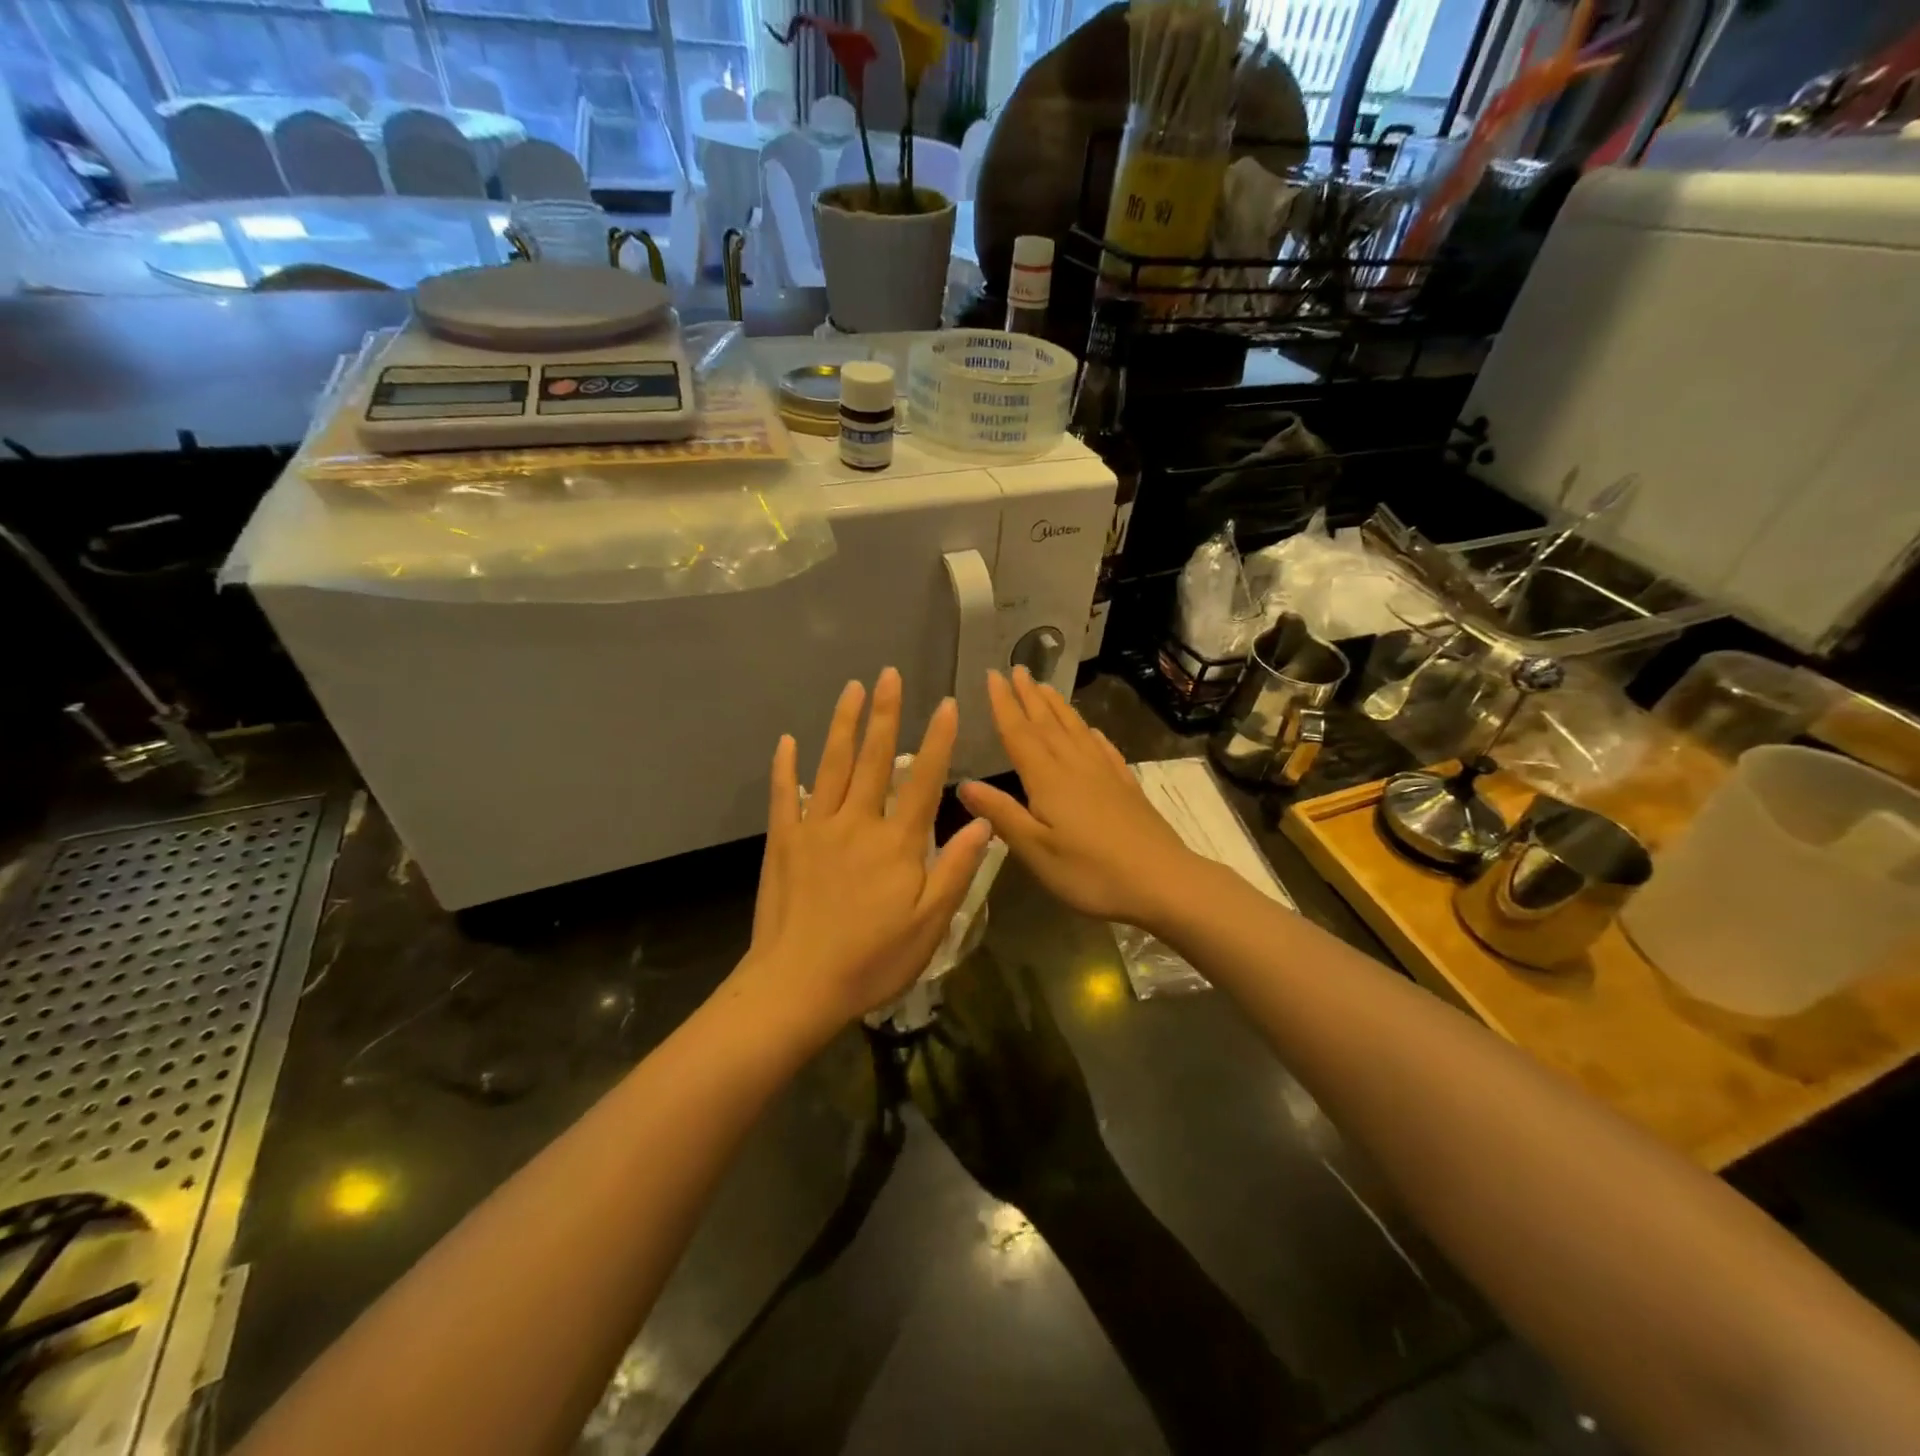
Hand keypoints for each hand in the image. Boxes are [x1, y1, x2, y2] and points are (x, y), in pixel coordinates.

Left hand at [739, 668, 992, 1031]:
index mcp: (896, 843)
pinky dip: (785, 767)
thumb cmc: (872, 960)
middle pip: (873, 759)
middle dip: (885, 714)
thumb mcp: (930, 924)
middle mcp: (856, 823)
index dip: (937, 740)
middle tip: (889, 674)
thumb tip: (983, 822)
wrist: (798, 986)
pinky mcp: (783, 842)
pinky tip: (787, 741)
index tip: (945, 704)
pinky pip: (784, 796)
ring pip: (831, 766)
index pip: (923, 780)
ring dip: (842, 725)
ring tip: (851, 689)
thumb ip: (956, 869)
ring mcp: (815, 829)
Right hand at [957, 668, 1202, 930]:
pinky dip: (1093, 735)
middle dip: (1030, 696)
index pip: (1019, 733)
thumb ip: (1001, 814)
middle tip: (1018, 669)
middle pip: (1048, 724)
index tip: (992, 675)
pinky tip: (1092, 731)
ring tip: (1046, 687)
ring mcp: (1105, 774)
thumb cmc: (1091, 871)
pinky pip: (1105, 750)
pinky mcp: (1127, 787)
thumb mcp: (1035, 851)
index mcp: (1048, 779)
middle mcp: (1075, 766)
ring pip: (1076, 730)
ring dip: (1058, 707)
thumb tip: (963, 784)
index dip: (1004, 704)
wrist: (1163, 881)